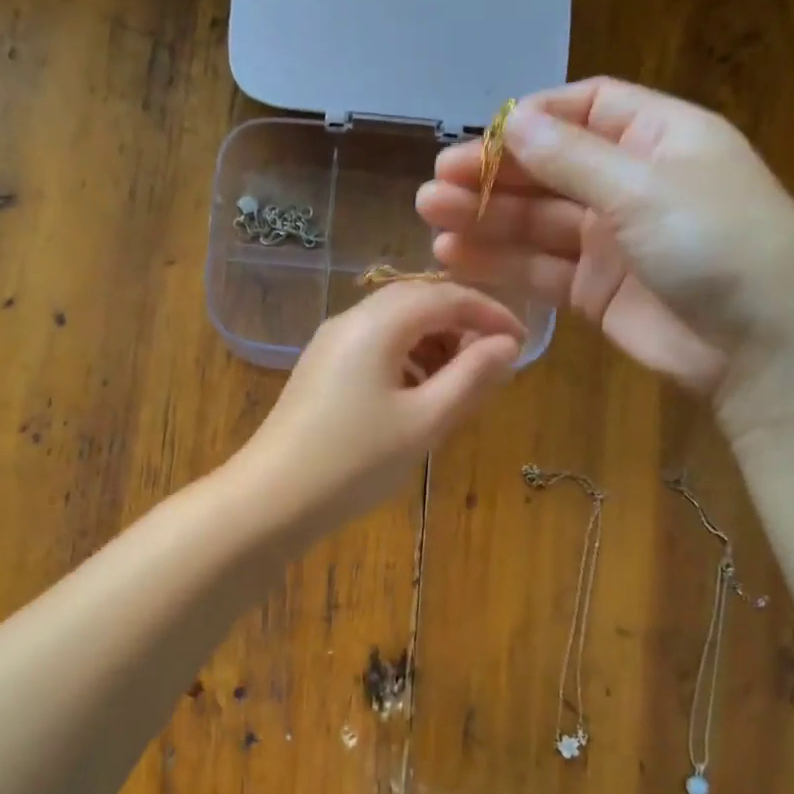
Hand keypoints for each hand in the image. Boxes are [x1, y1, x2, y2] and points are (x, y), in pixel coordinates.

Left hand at [230, 282, 523, 535]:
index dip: (490, 312)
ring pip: (394, 326)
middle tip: (493, 363)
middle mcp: (350, 321)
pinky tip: (418, 397)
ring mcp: (330, 346)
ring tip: (460, 385)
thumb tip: (507, 345)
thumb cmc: (355, 461)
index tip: (522, 342)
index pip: (446, 295)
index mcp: (378, 323)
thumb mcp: (424, 422)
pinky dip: (407, 361)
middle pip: (418, 302)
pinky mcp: (320, 371)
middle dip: (461, 325)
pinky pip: (374, 349)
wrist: (271, 499)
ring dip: (434, 344)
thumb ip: (471, 378)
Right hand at [417, 78, 793, 410]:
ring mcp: (611, 242)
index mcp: (658, 137)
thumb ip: (572, 159)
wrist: (760, 345)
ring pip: (537, 223)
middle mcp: (631, 184)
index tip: (479, 137)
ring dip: (486, 219)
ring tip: (430, 218)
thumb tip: (514, 122)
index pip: (586, 109)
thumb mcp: (644, 188)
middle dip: (494, 175)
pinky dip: (501, 264)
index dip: (532, 120)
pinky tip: (455, 258)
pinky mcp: (595, 292)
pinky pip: (540, 270)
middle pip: (550, 170)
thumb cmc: (716, 244)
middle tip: (434, 184)